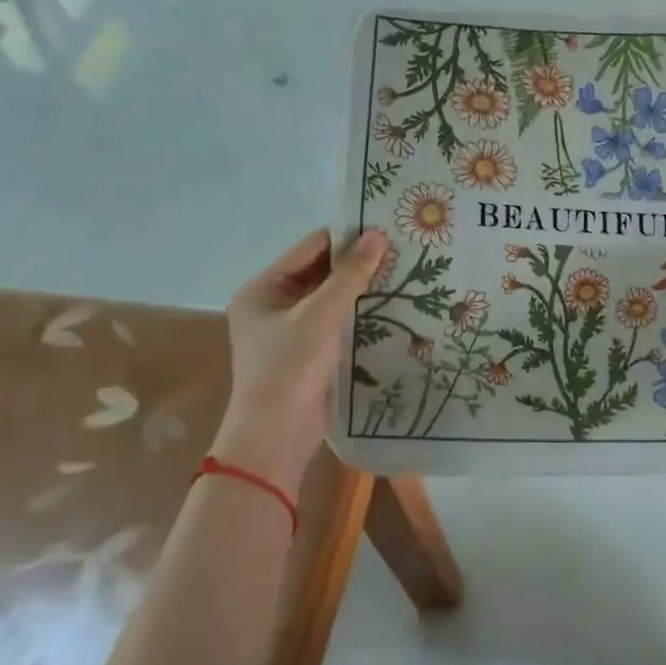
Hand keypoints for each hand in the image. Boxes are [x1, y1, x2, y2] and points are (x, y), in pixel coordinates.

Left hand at [209, 227, 386, 491]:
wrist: (276, 437)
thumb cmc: (290, 368)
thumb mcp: (321, 316)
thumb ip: (350, 275)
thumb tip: (377, 235)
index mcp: (262, 288)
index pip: (310, 248)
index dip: (347, 236)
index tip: (386, 227)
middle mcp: (271, 304)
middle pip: (319, 271)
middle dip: (357, 263)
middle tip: (401, 249)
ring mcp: (288, 330)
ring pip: (330, 297)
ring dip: (360, 288)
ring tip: (402, 272)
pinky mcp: (306, 352)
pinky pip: (335, 320)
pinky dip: (358, 312)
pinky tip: (390, 305)